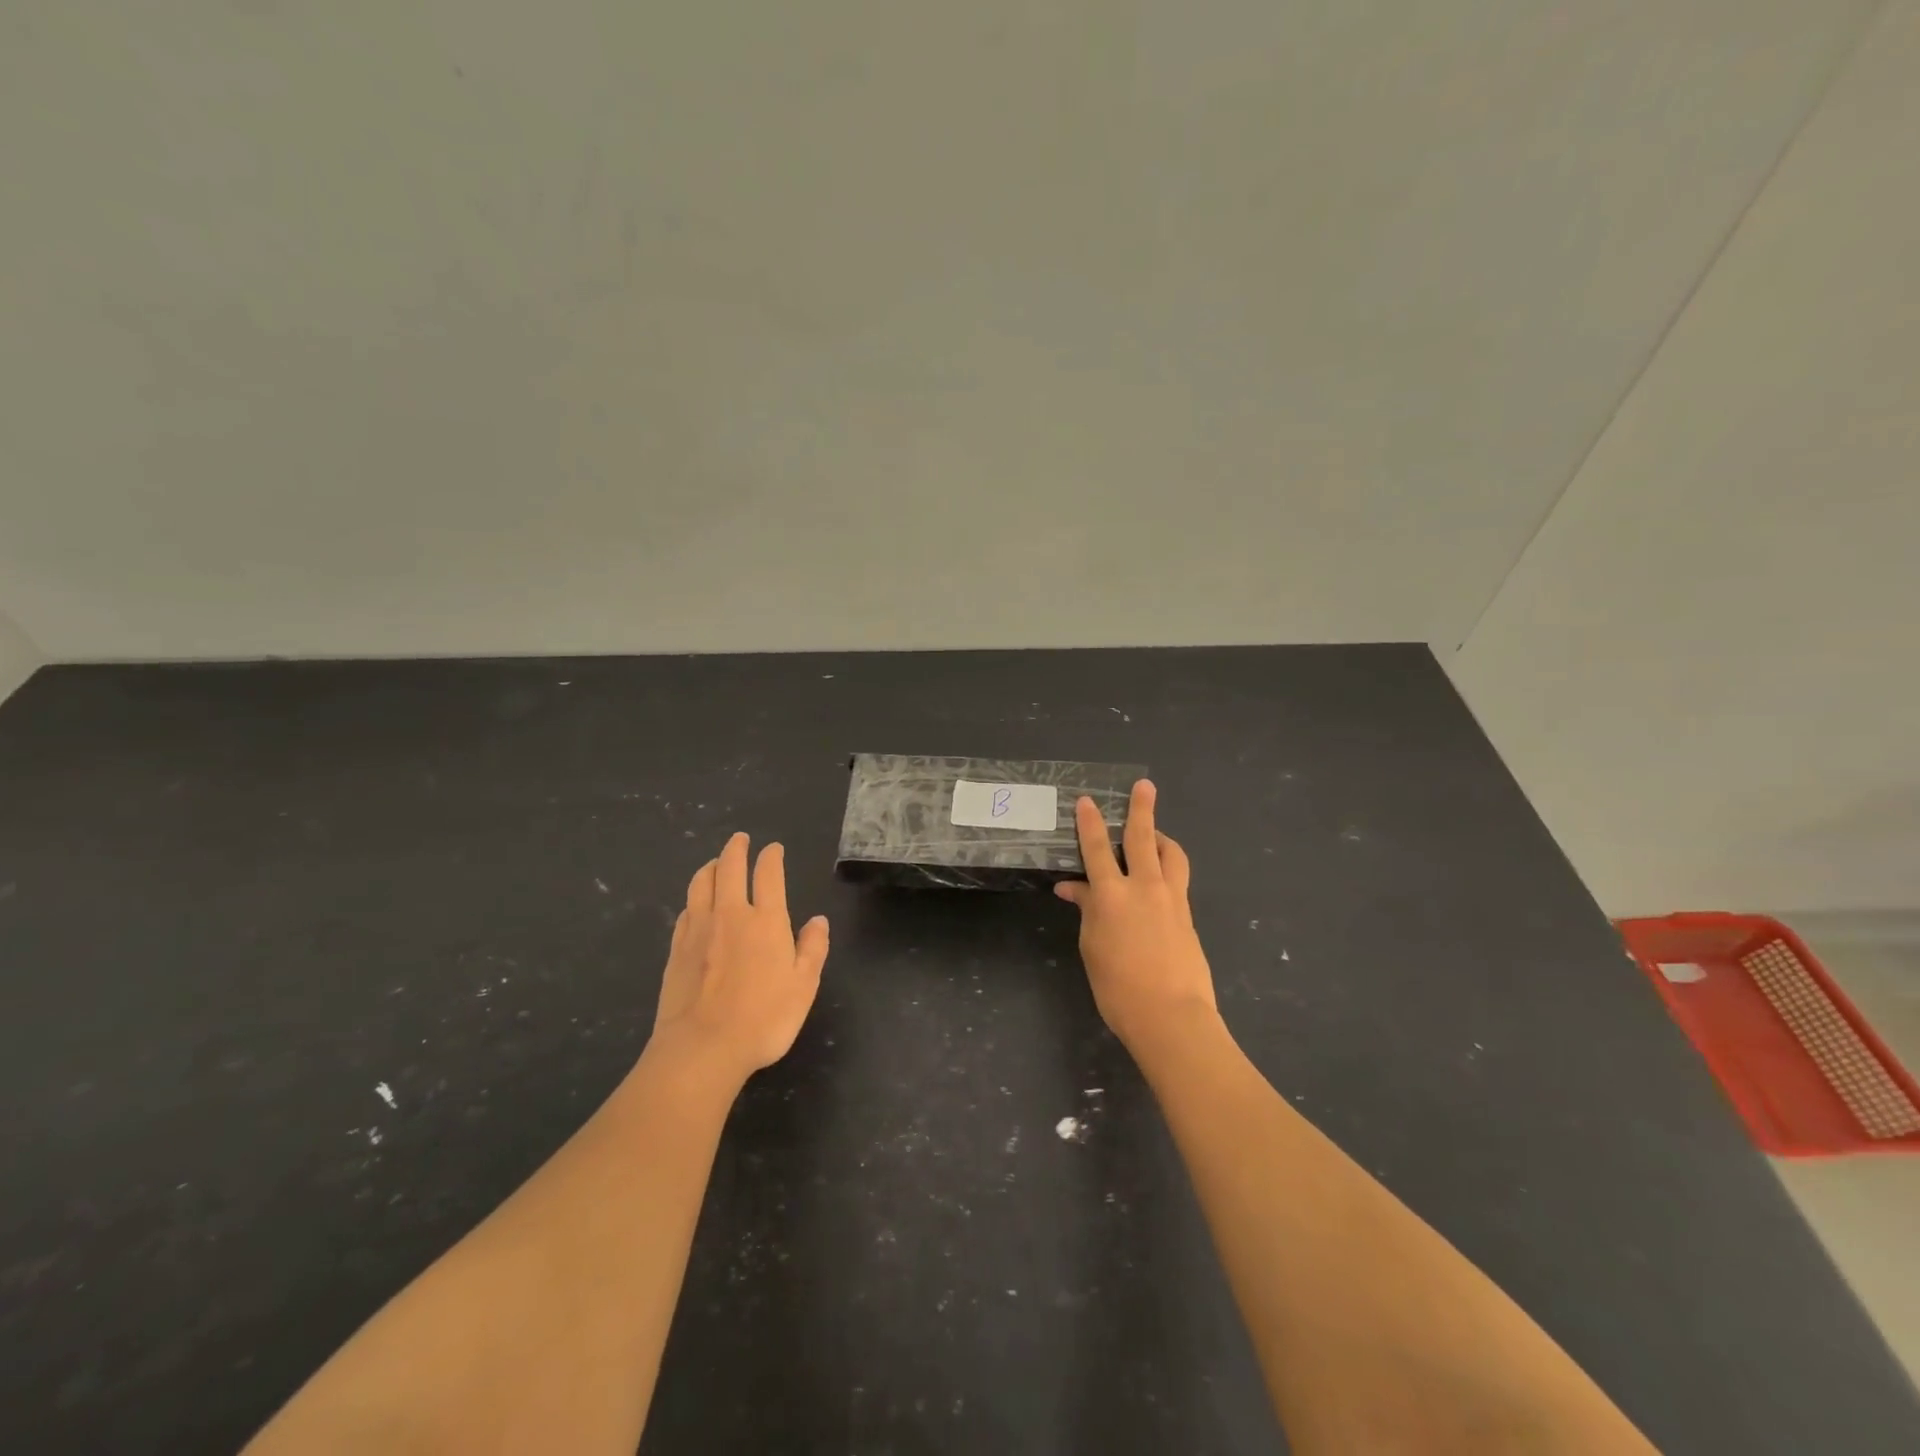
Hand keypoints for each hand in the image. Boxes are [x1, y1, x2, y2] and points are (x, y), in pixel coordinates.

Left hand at [651, 831, 829, 1083]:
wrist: (703, 1048)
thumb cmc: (764, 1018)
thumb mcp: (804, 986)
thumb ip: (812, 948)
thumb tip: (818, 920)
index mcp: (766, 920)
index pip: (768, 874)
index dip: (771, 856)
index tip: (773, 848)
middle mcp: (731, 914)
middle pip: (729, 868)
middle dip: (736, 848)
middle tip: (740, 839)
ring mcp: (698, 930)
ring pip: (701, 883)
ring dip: (710, 866)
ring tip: (715, 862)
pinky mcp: (676, 949)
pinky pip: (685, 911)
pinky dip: (694, 898)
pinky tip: (695, 904)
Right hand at [1055, 780, 1217, 1050]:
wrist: (1171, 1017)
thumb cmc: (1118, 988)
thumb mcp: (1092, 948)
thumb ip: (1086, 911)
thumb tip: (1073, 888)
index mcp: (1111, 895)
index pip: (1097, 848)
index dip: (1090, 822)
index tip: (1087, 801)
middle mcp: (1144, 887)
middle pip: (1143, 837)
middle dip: (1141, 808)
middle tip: (1145, 785)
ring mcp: (1172, 899)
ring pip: (1171, 854)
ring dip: (1162, 838)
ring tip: (1155, 834)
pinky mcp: (1188, 915)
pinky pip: (1178, 879)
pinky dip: (1168, 868)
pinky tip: (1160, 879)